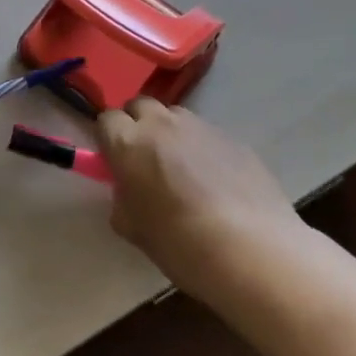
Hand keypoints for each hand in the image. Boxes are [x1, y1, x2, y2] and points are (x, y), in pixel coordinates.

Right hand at [97, 99, 303, 304]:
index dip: (108, 139)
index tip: (114, 161)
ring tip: (182, 170)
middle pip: (140, 105)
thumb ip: (123, 198)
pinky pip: (207, 135)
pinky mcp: (234, 138)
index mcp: (128, 143)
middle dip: (137, 124)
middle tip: (143, 159)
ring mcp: (201, 127)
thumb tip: (130, 189)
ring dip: (169, 133)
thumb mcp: (131, 227)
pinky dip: (202, 149)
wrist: (249, 249)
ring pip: (175, 116)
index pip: (106, 120)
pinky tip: (215, 183)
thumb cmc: (178, 242)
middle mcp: (162, 124)